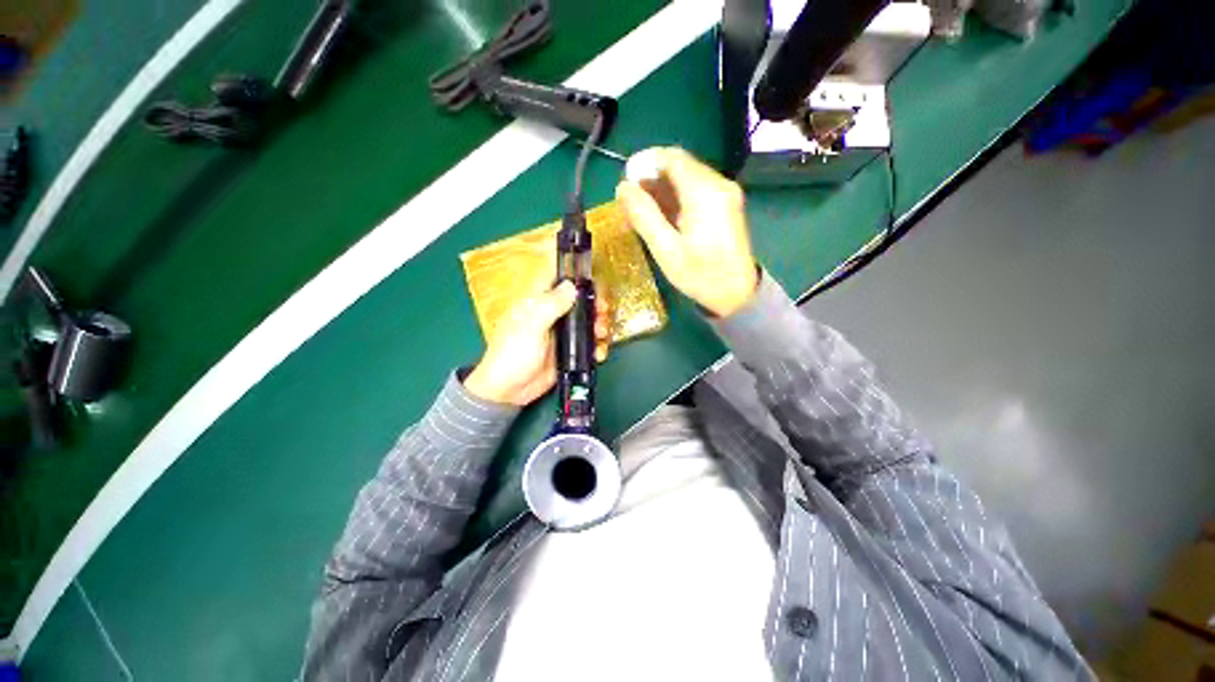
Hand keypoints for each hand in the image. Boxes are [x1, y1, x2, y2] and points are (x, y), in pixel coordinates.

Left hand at [465, 280, 610, 405]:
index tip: (595, 285)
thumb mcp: (531, 326)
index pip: (560, 280)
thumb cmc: (514, 352)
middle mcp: (553, 314)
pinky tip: (600, 354)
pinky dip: (598, 347)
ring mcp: (563, 334)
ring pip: (588, 322)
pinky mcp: (570, 352)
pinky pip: (589, 344)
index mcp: (539, 302)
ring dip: (600, 326)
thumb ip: (551, 305)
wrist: (509, 390)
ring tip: (602, 335)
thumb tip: (572, 285)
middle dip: (596, 305)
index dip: (578, 278)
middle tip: (603, 314)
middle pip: (581, 301)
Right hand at [616, 147, 758, 317]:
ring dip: (661, 189)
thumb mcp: (666, 250)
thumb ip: (644, 216)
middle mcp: (718, 185)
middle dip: (651, 178)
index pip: (672, 157)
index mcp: (705, 192)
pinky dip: (675, 198)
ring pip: (686, 178)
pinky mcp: (726, 205)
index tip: (626, 182)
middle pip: (679, 166)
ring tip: (640, 212)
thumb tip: (622, 187)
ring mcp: (725, 194)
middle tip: (629, 202)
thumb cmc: (701, 276)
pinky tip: (661, 217)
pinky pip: (696, 190)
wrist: (738, 295)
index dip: (645, 163)